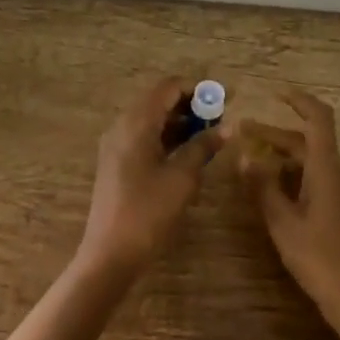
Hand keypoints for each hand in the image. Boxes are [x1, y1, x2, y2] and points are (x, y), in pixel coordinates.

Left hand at [78, 77, 223, 274]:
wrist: (111, 251)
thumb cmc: (149, 211)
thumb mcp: (182, 177)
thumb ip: (203, 146)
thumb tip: (228, 127)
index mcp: (136, 122)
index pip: (168, 87)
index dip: (197, 89)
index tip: (224, 99)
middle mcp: (122, 125)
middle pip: (158, 100)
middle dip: (190, 105)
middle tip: (219, 118)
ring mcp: (116, 144)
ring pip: (151, 119)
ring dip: (179, 122)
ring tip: (209, 135)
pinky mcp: (116, 162)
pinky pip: (143, 136)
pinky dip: (166, 137)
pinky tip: (187, 152)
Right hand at [237, 89, 339, 329]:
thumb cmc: (320, 259)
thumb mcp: (282, 223)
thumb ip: (263, 186)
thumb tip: (246, 155)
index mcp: (327, 170)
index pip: (318, 119)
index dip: (300, 101)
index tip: (276, 93)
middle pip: (309, 142)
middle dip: (276, 134)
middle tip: (243, 134)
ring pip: (313, 163)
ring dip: (284, 157)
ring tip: (252, 164)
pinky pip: (320, 181)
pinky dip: (296, 176)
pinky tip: (276, 192)